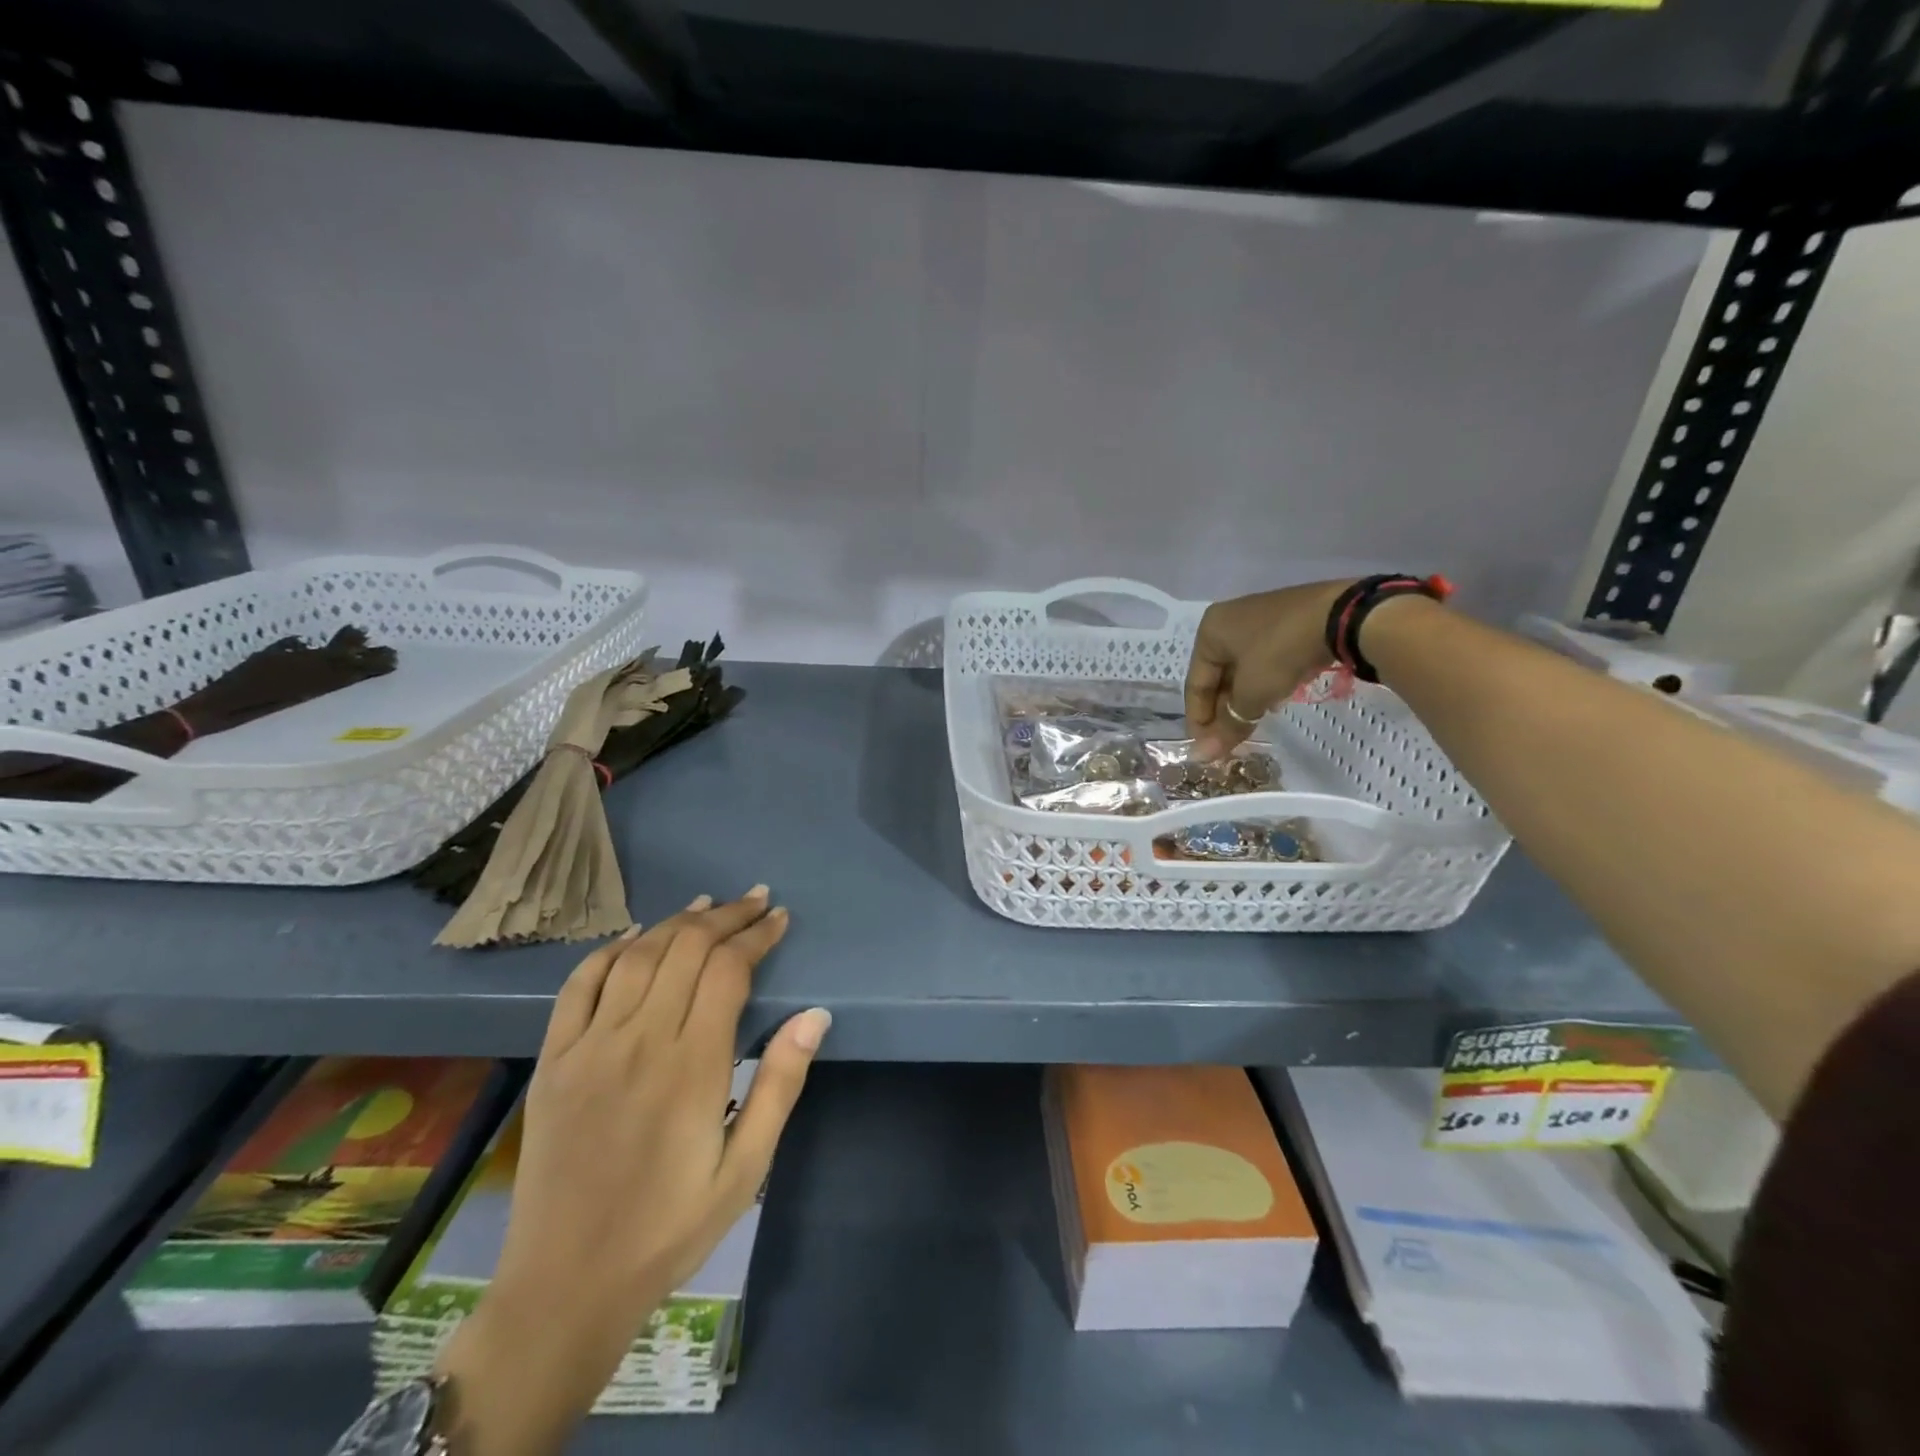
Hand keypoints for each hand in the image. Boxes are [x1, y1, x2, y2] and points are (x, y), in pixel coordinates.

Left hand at [434, 889, 830, 1455]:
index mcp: (692, 1066)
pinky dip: (609, 950)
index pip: (728, 971)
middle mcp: (639, 1041)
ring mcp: (590, 1046)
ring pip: (638, 956)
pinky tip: (633, 935)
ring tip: (707, 905)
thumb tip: (815, 1015)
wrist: (567, 1285)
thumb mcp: (746, 1168)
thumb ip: (780, 1084)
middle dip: (727, 916)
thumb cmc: (670, 1228)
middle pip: (686, 949)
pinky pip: (579, 985)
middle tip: (755, 900)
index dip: (757, 936)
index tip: (780, 918)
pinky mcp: (554, 1059)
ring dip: (676, 922)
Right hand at [1185, 580, 1354, 756]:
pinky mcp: (1284, 623)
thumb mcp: (1252, 693)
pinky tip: (1271, 703)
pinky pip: (1263, 661)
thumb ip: (1228, 724)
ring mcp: (1258, 620)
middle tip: (1228, 742)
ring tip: (1249, 727)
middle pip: (1217, 677)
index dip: (1199, 720)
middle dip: (1222, 711)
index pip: (1195, 684)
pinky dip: (1261, 685)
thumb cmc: (1280, 651)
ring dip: (1242, 701)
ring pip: (1241, 671)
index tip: (1206, 749)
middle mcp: (1227, 622)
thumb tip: (1202, 756)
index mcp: (1209, 632)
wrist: (1341, 616)